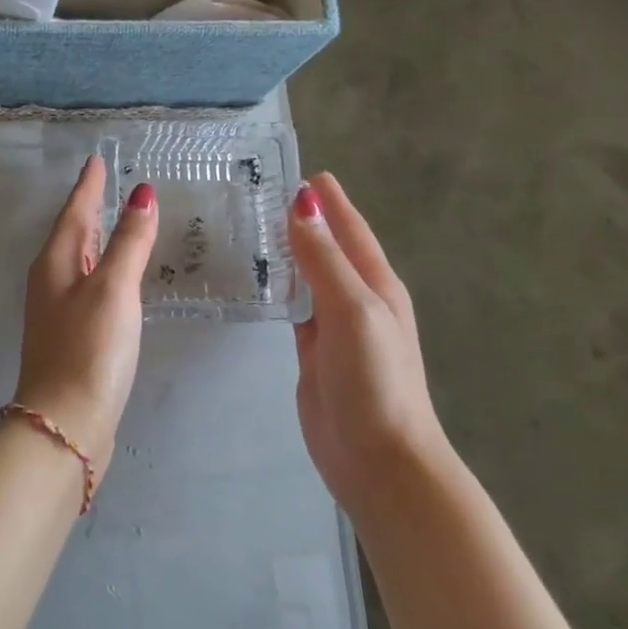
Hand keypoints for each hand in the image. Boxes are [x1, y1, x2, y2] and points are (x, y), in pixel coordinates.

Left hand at [13, 154, 157, 475]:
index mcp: (55, 263)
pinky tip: (116, 278)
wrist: (65, 422)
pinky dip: (103, 271)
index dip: (88, 185)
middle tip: (108, 184)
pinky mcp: (72, 337)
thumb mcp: (113, 288)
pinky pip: (88, 288)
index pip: (74, 211)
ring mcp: (59, 311)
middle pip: (72, 234)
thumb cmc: (89, 349)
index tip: (95, 160)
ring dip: (95, 239)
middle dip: (89, 208)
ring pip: (79, 261)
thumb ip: (128, 242)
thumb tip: (141, 194)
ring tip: (115, 221)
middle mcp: (51, 282)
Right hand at [288, 172, 446, 501]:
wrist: (379, 459)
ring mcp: (334, 325)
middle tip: (255, 192)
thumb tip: (302, 202)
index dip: (325, 198)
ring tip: (248, 225)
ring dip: (286, 250)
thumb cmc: (374, 381)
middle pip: (327, 245)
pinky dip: (277, 286)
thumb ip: (324, 258)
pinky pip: (293, 305)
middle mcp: (356, 297)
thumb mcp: (352, 311)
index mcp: (375, 282)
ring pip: (307, 274)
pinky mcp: (313, 350)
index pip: (348, 226)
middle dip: (301, 217)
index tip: (291, 168)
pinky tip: (256, 278)